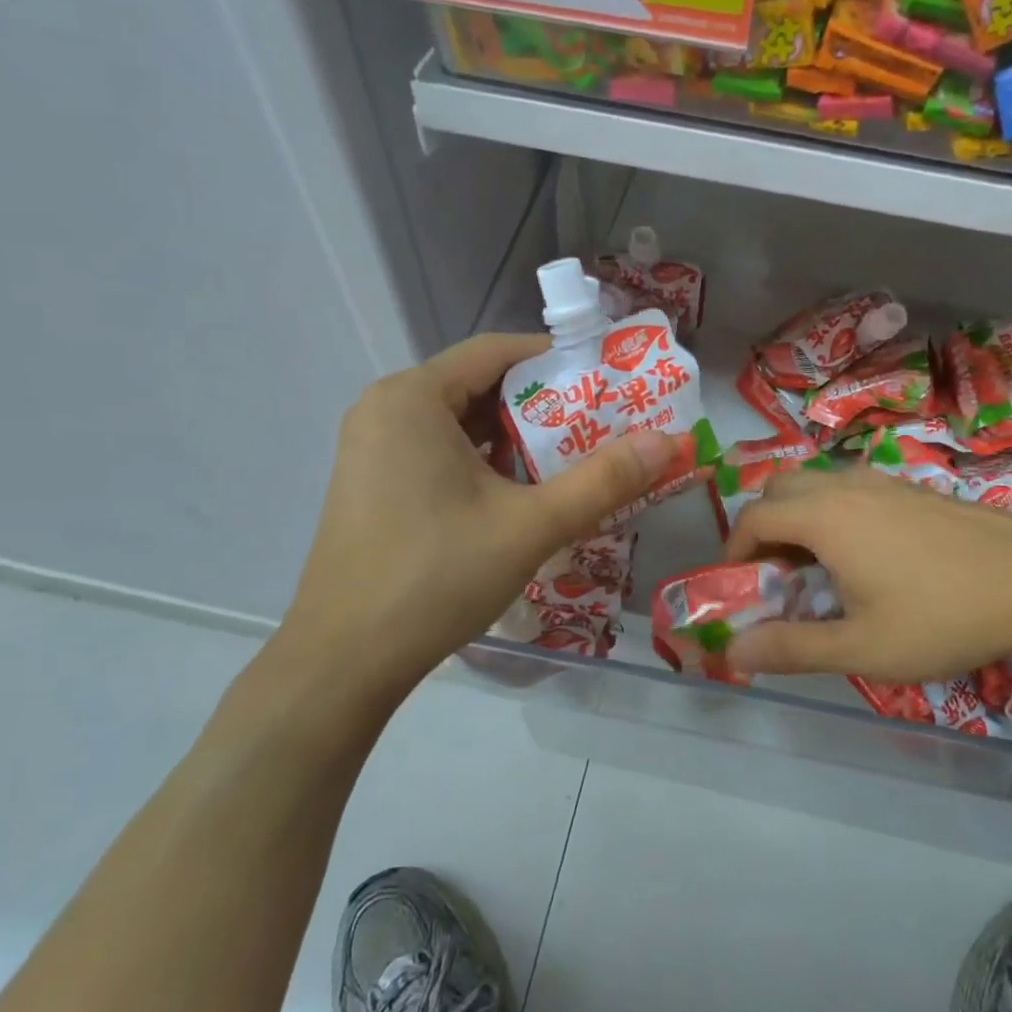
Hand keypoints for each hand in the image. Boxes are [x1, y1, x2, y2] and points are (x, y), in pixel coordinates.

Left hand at [278, 334, 676, 706]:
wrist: (343, 661)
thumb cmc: (436, 577)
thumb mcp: (530, 525)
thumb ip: (603, 480)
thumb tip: (668, 441)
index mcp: (414, 397)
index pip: (498, 350)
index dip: (559, 361)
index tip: (608, 383)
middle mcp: (387, 409)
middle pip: (480, 385)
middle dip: (544, 405)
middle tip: (602, 426)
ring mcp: (373, 448)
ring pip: (461, 423)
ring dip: (517, 439)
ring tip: (573, 461)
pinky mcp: (373, 484)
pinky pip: (440, 452)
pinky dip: (484, 462)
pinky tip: (520, 495)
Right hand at [723, 469, 1011, 681]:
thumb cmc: (940, 616)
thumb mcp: (861, 647)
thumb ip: (791, 648)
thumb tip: (733, 650)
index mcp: (824, 517)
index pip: (754, 517)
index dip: (734, 550)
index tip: (740, 586)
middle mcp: (845, 486)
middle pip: (779, 490)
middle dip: (763, 528)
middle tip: (775, 576)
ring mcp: (882, 481)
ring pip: (816, 486)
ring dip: (799, 519)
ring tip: (818, 570)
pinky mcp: (911, 488)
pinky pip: (850, 489)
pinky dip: (832, 514)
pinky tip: (865, 558)